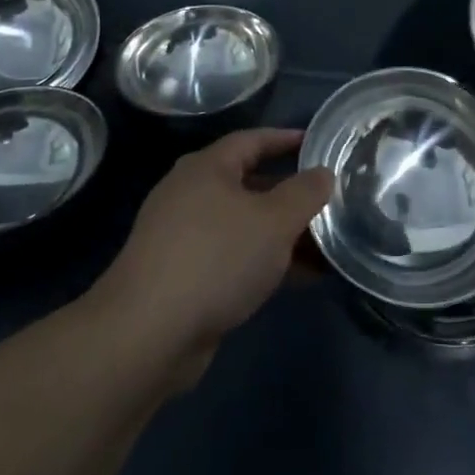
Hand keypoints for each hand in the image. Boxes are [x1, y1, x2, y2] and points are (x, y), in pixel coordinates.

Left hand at [96, 129, 332, 389]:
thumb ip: (305, 193)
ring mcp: (182, 237)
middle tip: (327, 200)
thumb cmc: (216, 259)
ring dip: (282, 233)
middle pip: (249, 183)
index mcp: (207, 168)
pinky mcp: (181, 276)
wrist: (147, 335)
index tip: (318, 144)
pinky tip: (297, 278)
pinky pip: (233, 256)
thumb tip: (324, 173)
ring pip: (243, 224)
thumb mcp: (274, 221)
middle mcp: (190, 194)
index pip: (252, 140)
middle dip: (290, 194)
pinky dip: (264, 260)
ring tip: (324, 245)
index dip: (286, 139)